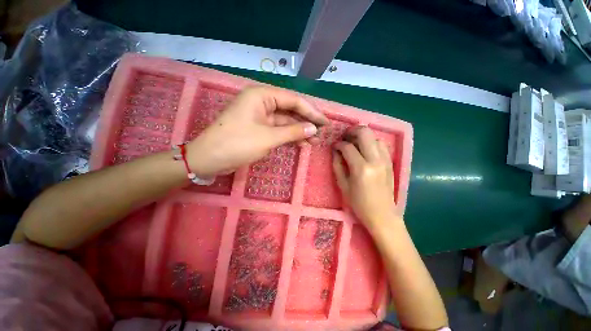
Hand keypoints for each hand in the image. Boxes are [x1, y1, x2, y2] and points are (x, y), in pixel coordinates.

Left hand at [187, 86, 328, 176]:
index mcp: (262, 96)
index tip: (325, 123)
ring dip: (299, 131)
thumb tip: (313, 129)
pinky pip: (278, 130)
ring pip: (285, 122)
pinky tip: (302, 143)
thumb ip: (293, 132)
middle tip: (323, 132)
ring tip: (315, 141)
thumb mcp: (268, 137)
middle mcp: (262, 102)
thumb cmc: (237, 144)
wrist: (209, 159)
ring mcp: (260, 117)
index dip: (311, 112)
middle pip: (290, 110)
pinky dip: (290, 137)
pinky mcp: (259, 129)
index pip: (293, 100)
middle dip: (306, 122)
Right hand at [332, 126, 397, 230]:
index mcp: (361, 169)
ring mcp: (385, 160)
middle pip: (365, 133)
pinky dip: (372, 143)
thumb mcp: (343, 185)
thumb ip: (338, 165)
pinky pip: (382, 145)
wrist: (382, 215)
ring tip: (355, 143)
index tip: (334, 146)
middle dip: (352, 131)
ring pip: (375, 137)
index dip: (339, 144)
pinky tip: (366, 150)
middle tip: (345, 137)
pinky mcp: (390, 163)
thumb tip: (335, 151)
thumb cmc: (359, 203)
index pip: (348, 147)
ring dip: (363, 137)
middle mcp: (375, 160)